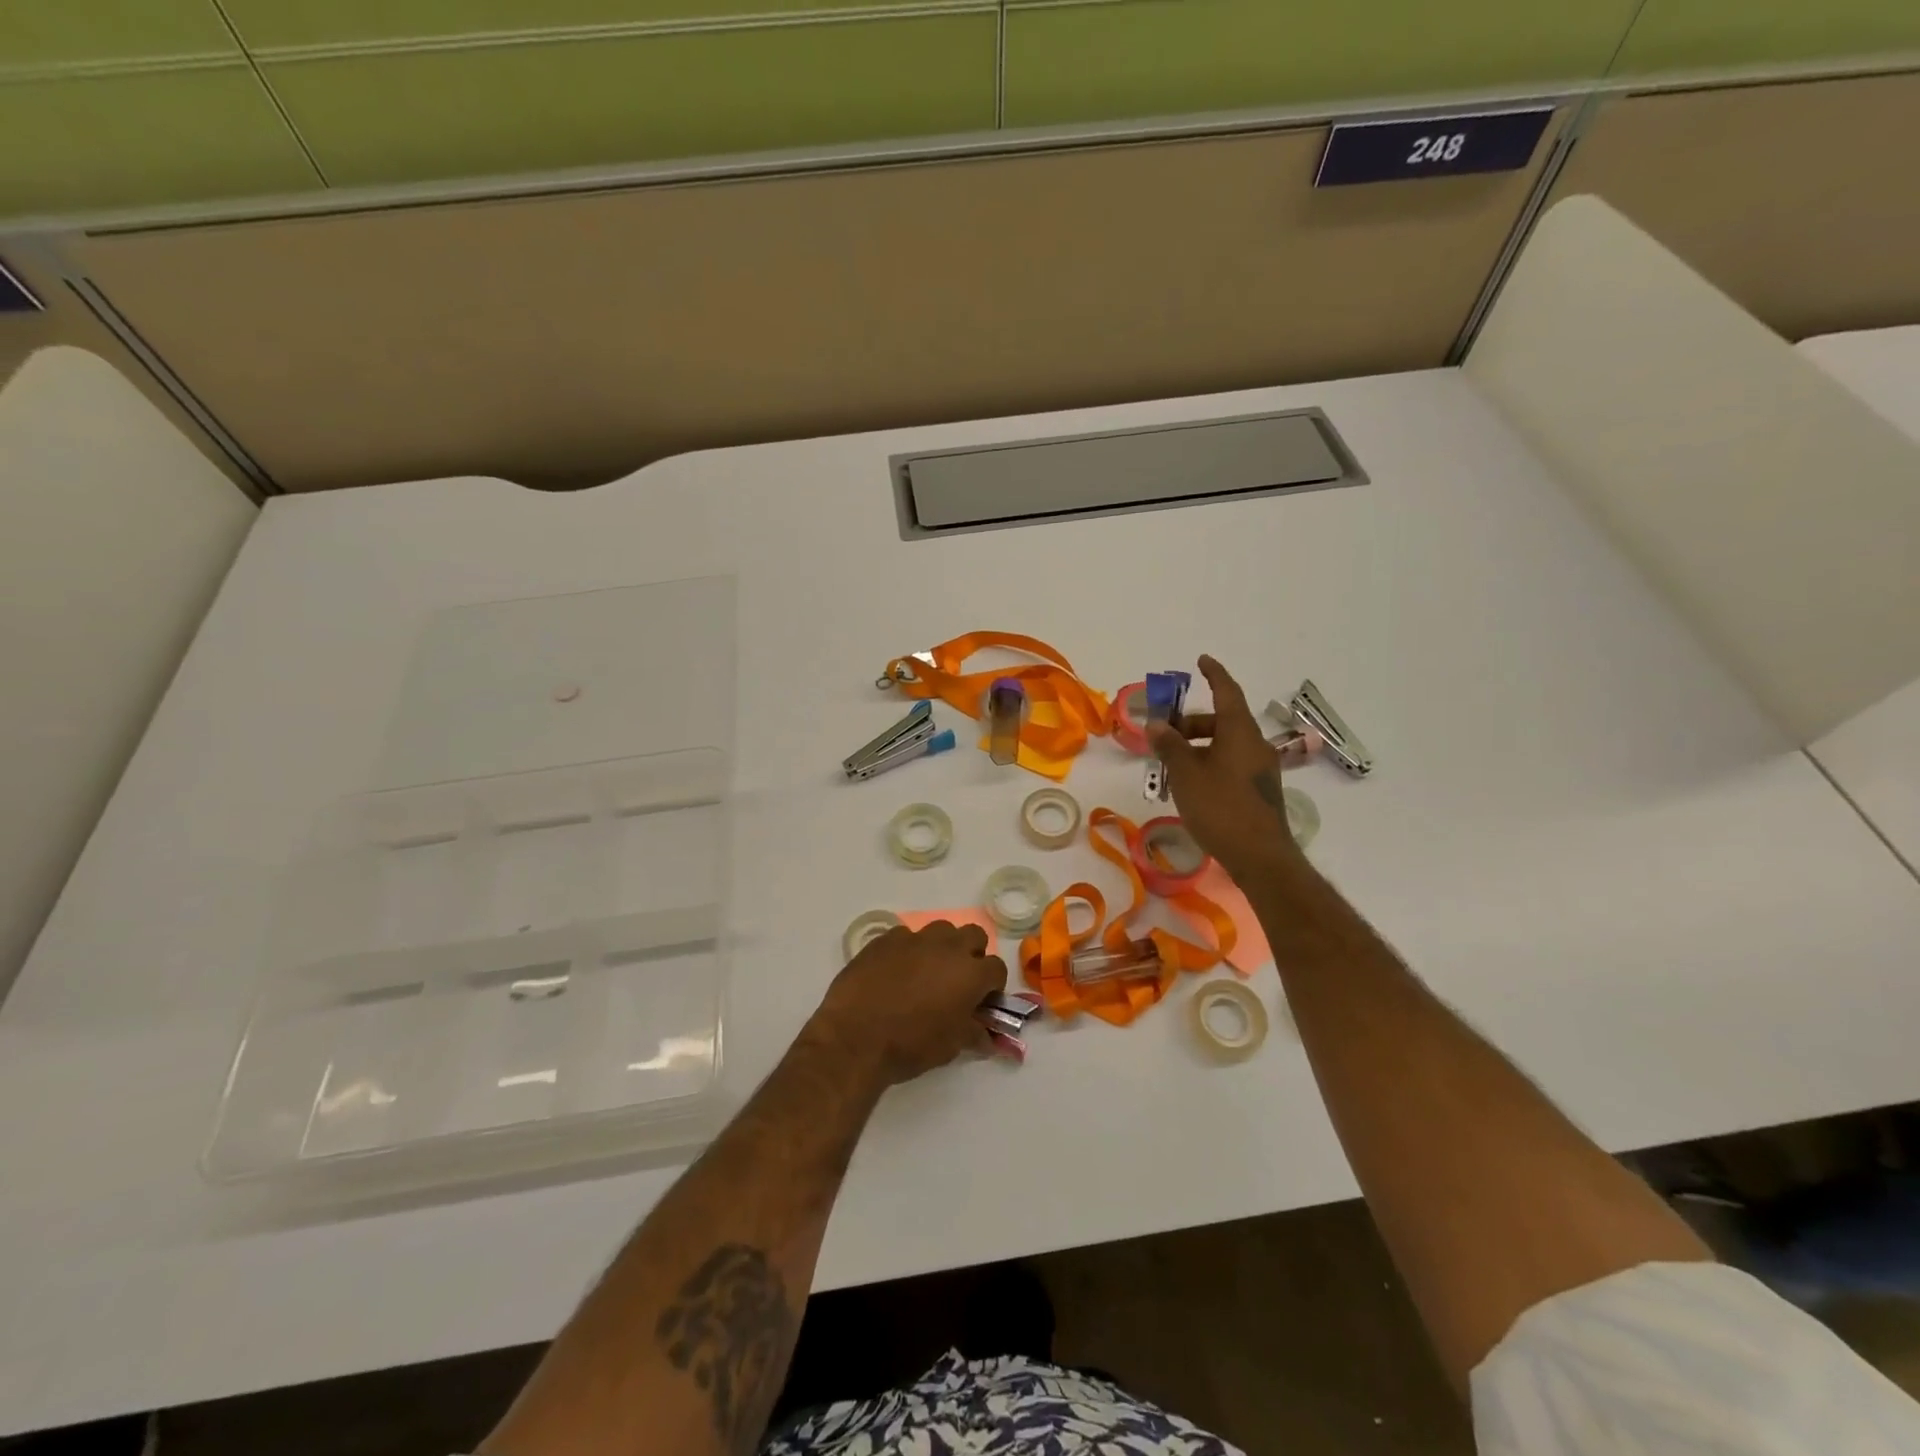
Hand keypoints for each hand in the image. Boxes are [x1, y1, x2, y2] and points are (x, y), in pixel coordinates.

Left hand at [812, 921, 1008, 1085]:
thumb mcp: (950, 1046)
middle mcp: (947, 948)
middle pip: (974, 935)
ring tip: (927, 972)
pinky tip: (895, 971)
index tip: (982, 1000)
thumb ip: (973, 1032)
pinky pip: (906, 936)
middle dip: (972, 954)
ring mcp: (915, 939)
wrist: (855, 1037)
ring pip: (941, 930)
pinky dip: (909, 950)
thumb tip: (987, 1035)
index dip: (992, 985)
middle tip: (958, 980)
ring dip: (942, 947)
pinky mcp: (886, 939)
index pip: (997, 968)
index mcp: (970, 974)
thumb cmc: (910, 1046)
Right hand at [1148, 655, 1312, 882]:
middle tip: (1164, 731)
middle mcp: (1255, 744)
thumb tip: (1156, 724)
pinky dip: (1209, 762)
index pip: (1227, 692)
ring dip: (1198, 746)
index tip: (1202, 661)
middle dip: (1192, 721)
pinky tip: (1190, 784)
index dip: (1214, 674)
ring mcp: (1260, 769)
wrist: (1260, 857)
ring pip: (1226, 744)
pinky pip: (1231, 764)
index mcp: (1240, 732)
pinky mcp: (1259, 791)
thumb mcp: (1186, 775)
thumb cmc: (1220, 808)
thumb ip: (1170, 746)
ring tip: (1170, 763)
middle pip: (1223, 721)